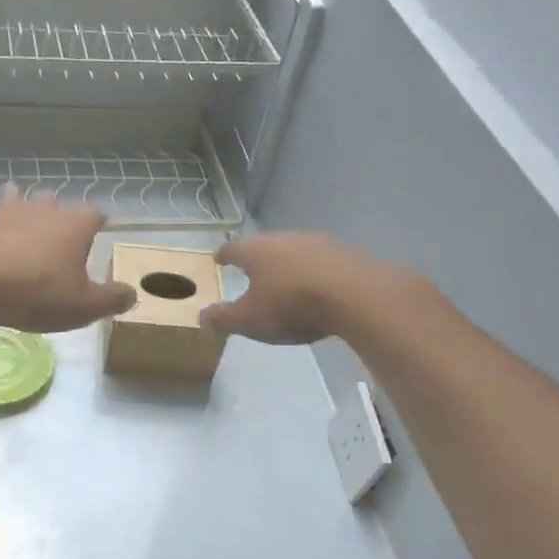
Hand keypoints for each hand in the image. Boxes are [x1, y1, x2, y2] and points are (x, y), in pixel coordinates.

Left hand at [0, 187, 136, 332]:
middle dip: (59, 212)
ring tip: (23, 213)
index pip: (95, 214)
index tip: (103, 226)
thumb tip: (133, 293)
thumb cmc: (38, 293)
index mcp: (74, 226)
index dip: (100, 220)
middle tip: (61, 226)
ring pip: (17, 200)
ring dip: (21, 206)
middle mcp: (42, 211)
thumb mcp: (85, 306)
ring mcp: (6, 214)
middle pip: (55, 202)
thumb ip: (112, 298)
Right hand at [202, 232, 419, 343]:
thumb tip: (201, 318)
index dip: (224, 256)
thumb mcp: (249, 320)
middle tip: (251, 270)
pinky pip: (321, 261)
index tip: (219, 260)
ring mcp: (318, 242)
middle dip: (256, 258)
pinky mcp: (345, 253)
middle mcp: (284, 238)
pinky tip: (317, 286)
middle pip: (264, 245)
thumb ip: (222, 319)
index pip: (232, 248)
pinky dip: (313, 271)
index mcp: (256, 250)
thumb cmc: (292, 305)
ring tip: (284, 279)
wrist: (357, 296)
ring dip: (287, 263)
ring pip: (294, 250)